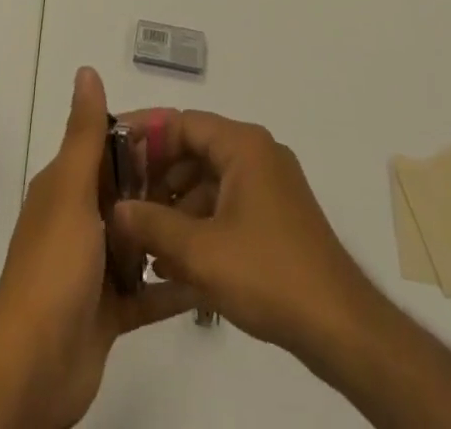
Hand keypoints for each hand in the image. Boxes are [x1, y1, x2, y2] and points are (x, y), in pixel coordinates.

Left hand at [0, 68, 195, 427]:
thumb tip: (87, 70)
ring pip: (140, 239)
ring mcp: (94, 267)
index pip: (109, 147)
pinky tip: (207, 278)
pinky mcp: (110, 311)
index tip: (188, 133)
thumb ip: (85, 134)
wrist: (35, 366)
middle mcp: (80, 219)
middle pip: (129, 192)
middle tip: (216, 181)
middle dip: (165, 185)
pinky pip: (147, 290)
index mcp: (67, 186)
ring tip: (218, 222)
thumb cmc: (54, 267)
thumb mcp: (71, 190)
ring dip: (171, 233)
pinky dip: (172, 285)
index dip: (143, 137)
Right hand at [113, 109, 372, 365]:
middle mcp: (256, 153)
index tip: (110, 152)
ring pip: (207, 181)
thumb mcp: (200, 252)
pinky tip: (172, 263)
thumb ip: (152, 225)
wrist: (340, 327)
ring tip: (140, 241)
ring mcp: (268, 186)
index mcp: (243, 144)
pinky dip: (198, 225)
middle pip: (193, 150)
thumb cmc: (268, 274)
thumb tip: (116, 210)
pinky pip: (225, 205)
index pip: (182, 122)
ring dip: (174, 207)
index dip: (144, 135)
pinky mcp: (274, 217)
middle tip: (121, 203)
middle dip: (156, 178)